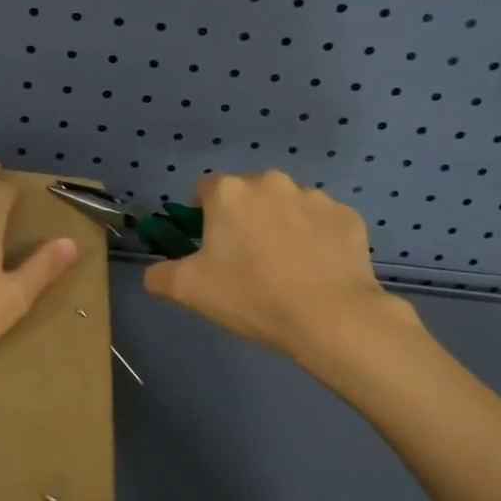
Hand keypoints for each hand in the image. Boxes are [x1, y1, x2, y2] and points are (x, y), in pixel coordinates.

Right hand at [143, 170, 418, 360]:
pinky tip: (316, 271)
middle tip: (246, 261)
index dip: (203, 215)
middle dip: (244, 219)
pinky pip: (321, 223)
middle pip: (247, 194)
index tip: (211, 247)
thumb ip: (159, 275)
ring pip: (286, 206)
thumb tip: (154, 273)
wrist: (330, 317)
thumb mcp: (188, 291)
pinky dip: (316, 239)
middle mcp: (271, 182)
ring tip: (286, 269)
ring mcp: (314, 197)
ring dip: (281, 226)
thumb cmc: (252, 296)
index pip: (204, 189)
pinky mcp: (347, 216)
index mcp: (229, 192)